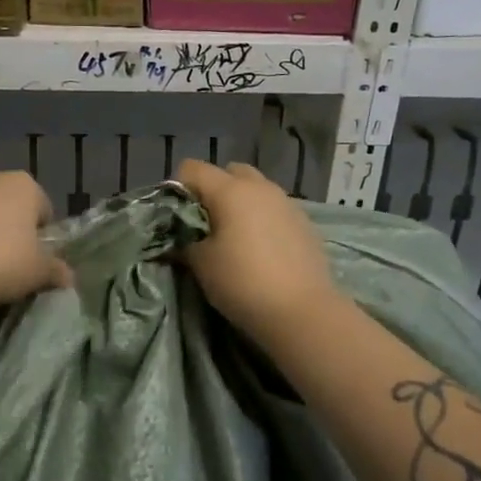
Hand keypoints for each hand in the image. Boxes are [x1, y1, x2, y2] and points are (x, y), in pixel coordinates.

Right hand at [174, 160, 341, 344]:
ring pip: (256, 189)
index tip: (175, 216)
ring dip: (241, 204)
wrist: (302, 311)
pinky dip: (263, 219)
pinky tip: (261, 249)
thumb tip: (179, 240)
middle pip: (229, 172)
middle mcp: (260, 187)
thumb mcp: (202, 264)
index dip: (178, 188)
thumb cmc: (243, 283)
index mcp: (230, 190)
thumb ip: (185, 243)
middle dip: (213, 190)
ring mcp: (287, 202)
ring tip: (235, 237)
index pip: (192, 168)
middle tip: (206, 224)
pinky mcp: (305, 222)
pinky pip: (275, 209)